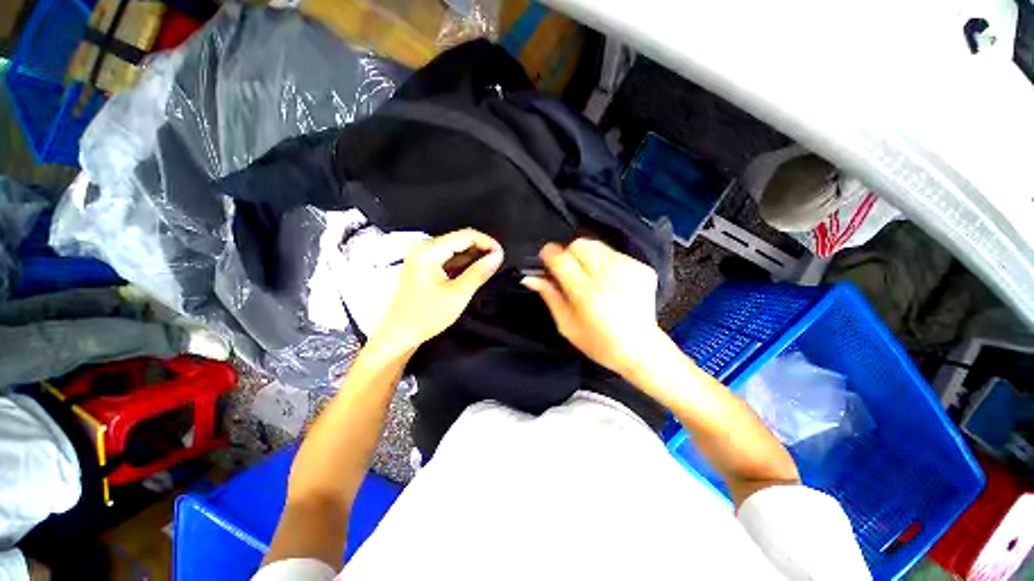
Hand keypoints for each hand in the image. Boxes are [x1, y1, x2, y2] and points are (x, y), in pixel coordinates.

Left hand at [373, 229, 502, 355]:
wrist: (400, 334)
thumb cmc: (424, 316)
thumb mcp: (458, 294)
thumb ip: (479, 272)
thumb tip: (497, 257)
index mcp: (429, 251)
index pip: (466, 235)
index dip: (487, 242)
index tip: (501, 254)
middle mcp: (424, 249)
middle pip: (460, 240)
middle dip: (481, 250)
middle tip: (497, 263)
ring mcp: (423, 257)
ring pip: (456, 250)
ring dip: (474, 258)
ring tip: (488, 271)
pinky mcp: (425, 266)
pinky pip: (449, 259)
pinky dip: (463, 265)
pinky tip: (473, 274)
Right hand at [522, 239, 664, 377]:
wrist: (641, 349)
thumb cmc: (597, 342)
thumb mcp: (566, 325)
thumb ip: (549, 296)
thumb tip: (530, 277)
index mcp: (586, 293)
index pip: (560, 258)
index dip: (548, 255)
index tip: (547, 262)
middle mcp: (607, 276)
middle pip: (579, 244)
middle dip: (569, 254)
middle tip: (570, 272)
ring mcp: (628, 269)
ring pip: (597, 245)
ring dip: (588, 256)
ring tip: (592, 276)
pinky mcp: (642, 268)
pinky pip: (615, 254)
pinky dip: (607, 262)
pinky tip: (611, 282)